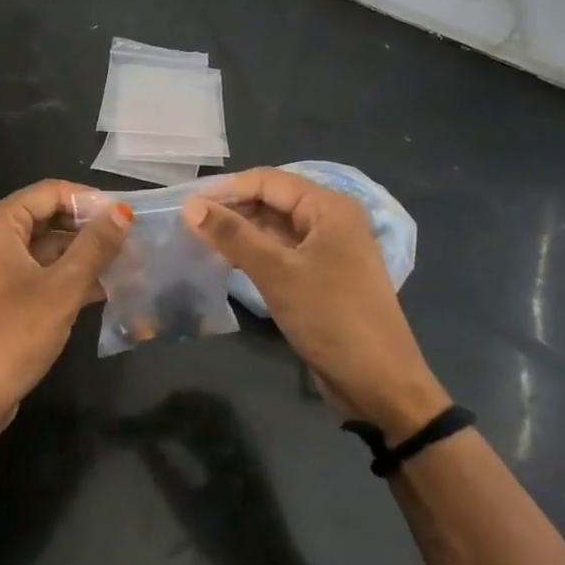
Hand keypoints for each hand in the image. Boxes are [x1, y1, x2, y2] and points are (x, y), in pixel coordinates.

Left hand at [0, 180, 130, 487]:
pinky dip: (69, 279)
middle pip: (48, 218)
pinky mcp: (1, 299)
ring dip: (84, 256)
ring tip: (129, 266)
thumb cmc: (10, 337)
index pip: (50, 192)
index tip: (128, 218)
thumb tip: (123, 211)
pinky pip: (40, 275)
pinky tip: (105, 290)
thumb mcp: (61, 289)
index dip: (90, 200)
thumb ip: (94, 247)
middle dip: (90, 230)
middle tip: (134, 244)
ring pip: (47, 249)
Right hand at [185, 169, 449, 437]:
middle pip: (272, 201)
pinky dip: (253, 254)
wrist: (379, 382)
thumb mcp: (278, 273)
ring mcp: (326, 250)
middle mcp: (330, 221)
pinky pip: (280, 253)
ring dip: (239, 233)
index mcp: (329, 207)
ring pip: (274, 228)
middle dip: (231, 209)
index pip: (268, 181)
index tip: (185, 204)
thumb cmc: (331, 318)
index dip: (226, 189)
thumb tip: (191, 207)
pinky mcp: (320, 277)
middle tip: (186, 224)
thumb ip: (233, 236)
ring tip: (196, 240)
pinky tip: (223, 261)